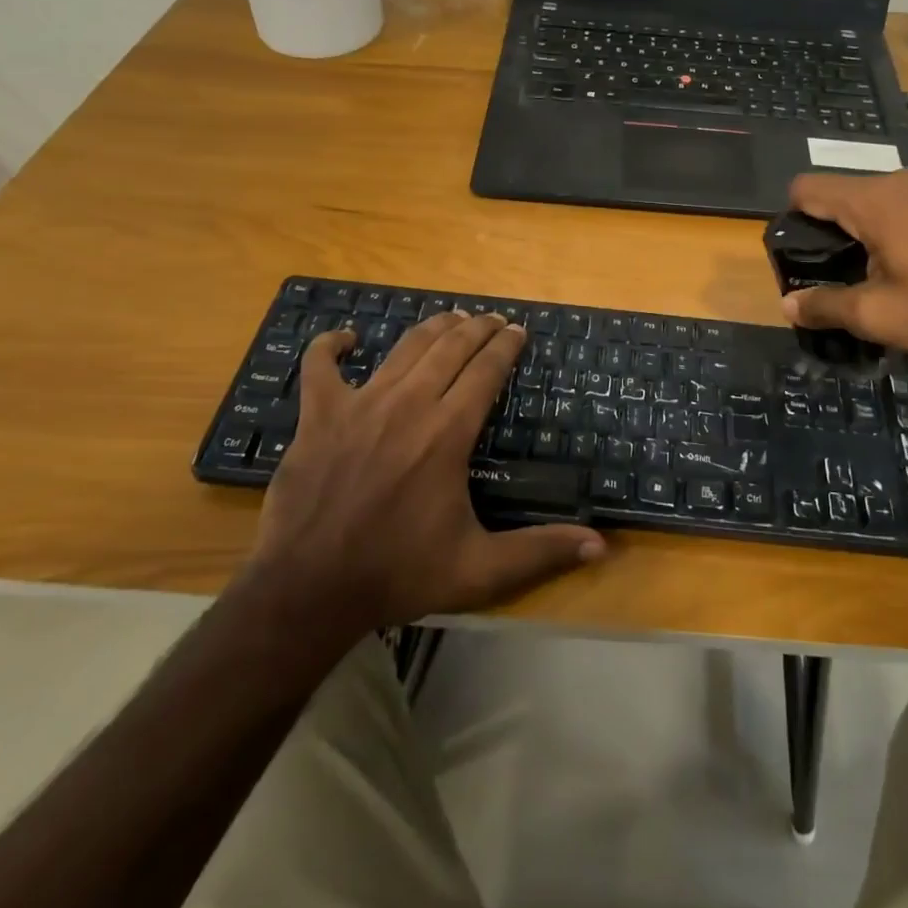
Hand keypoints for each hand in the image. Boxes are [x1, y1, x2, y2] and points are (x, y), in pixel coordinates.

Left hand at [248, 311, 604, 631]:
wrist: (308, 590)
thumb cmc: (398, 574)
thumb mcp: (479, 569)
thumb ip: (539, 551)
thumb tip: (600, 545)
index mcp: (448, 431)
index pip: (486, 370)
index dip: (506, 345)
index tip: (518, 331)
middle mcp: (409, 404)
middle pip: (451, 347)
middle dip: (478, 327)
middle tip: (493, 319)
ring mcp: (360, 403)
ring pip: (404, 348)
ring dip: (433, 327)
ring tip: (451, 318)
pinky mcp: (319, 414)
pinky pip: (321, 365)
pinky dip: (332, 345)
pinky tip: (348, 339)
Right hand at [782, 169, 907, 367]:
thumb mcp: (879, 316)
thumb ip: (825, 305)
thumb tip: (786, 305)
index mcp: (874, 200)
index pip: (806, 188)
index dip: (789, 220)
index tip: (795, 259)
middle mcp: (897, 184)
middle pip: (835, 196)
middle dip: (821, 233)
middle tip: (825, 280)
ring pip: (866, 205)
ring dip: (853, 237)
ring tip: (860, 282)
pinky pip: (894, 211)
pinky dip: (881, 235)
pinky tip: (897, 274)